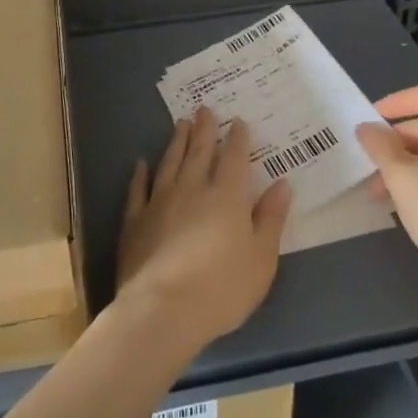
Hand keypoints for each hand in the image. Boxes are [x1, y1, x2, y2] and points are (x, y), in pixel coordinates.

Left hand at [115, 107, 291, 352]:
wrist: (163, 309)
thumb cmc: (223, 288)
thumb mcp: (262, 258)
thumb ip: (270, 218)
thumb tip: (282, 184)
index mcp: (227, 196)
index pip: (235, 158)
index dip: (238, 138)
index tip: (238, 121)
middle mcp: (193, 189)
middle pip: (199, 152)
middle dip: (204, 129)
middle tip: (204, 108)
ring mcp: (160, 202)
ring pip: (170, 162)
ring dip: (176, 142)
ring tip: (180, 123)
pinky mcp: (135, 221)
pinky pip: (138, 190)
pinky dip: (140, 174)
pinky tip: (141, 164)